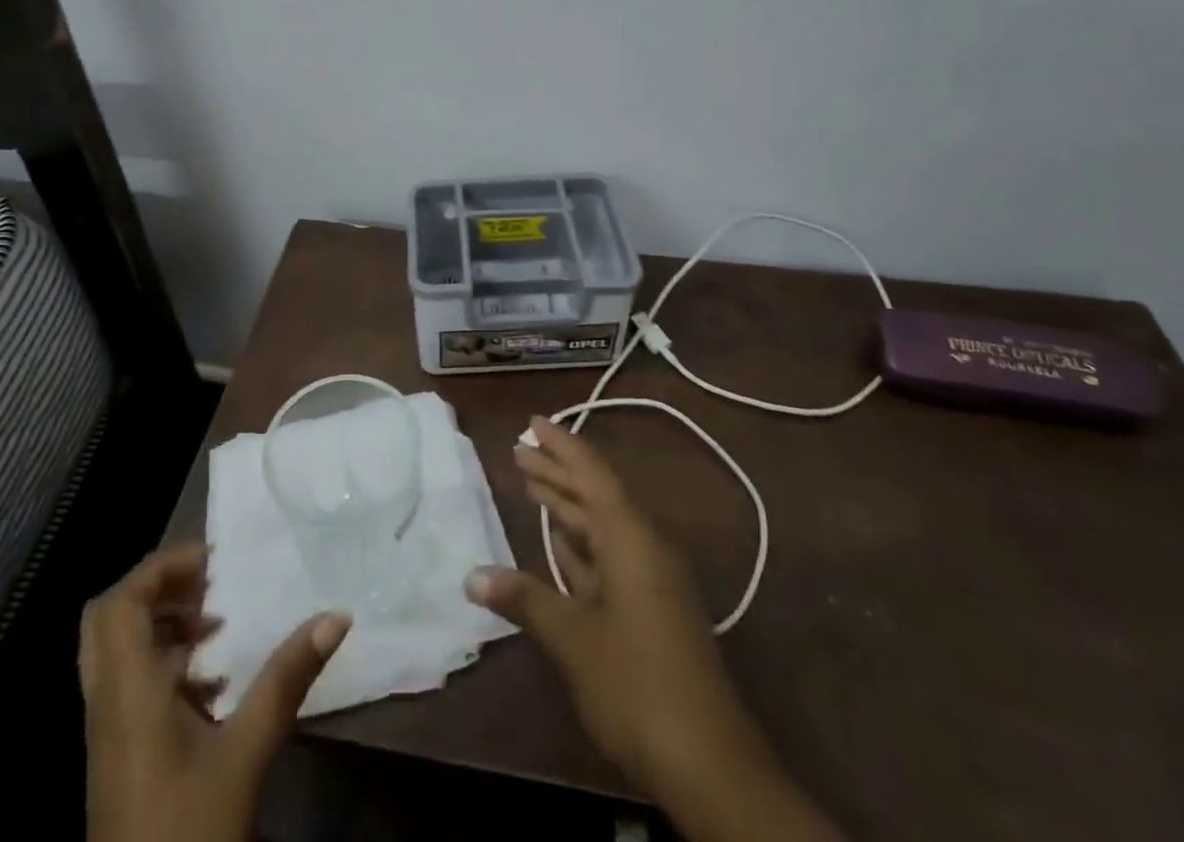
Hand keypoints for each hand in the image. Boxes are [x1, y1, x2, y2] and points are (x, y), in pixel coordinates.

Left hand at [79, 543, 351, 841]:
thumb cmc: (190, 830)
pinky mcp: (120, 757)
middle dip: (158, 589)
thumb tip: (337, 615)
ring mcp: (109, 733)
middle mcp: (107, 703)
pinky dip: (165, 663)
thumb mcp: (246, 753)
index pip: (120, 603)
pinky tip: (213, 684)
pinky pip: (130, 684)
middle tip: (209, 584)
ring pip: (118, 651)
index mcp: (126, 693)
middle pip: (108, 619)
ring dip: (163, 625)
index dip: (161, 568)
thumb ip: (287, 679)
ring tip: (218, 626)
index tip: (214, 562)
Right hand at [466, 418, 842, 841]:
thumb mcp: (574, 639)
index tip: (533, 421)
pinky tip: (558, 542)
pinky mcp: (650, 610)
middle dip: (558, 471)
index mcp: (631, 539)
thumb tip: (473, 575)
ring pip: (601, 527)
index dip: (562, 445)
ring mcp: (651, 580)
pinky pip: (609, 557)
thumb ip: (525, 599)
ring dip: (567, 507)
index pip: (592, 475)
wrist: (710, 763)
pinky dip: (580, 545)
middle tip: (519, 449)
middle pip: (596, 496)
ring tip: (531, 483)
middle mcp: (644, 548)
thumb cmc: (637, 685)